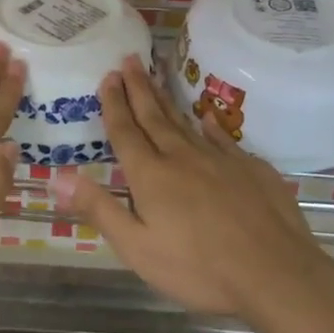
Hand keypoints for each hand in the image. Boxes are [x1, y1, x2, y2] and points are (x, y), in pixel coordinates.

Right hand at [52, 56, 330, 317]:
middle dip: (138, 88)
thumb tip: (57, 175)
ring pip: (185, 122)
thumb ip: (99, 209)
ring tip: (155, 77)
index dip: (114, 104)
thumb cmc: (199, 268)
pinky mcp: (250, 168)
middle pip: (154, 116)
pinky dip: (208, 124)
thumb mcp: (137, 248)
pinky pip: (222, 138)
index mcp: (151, 176)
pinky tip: (205, 117)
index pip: (126, 131)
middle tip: (128, 59)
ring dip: (166, 99)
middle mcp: (182, 157)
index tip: (108, 76)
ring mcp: (220, 159)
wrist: (275, 273)